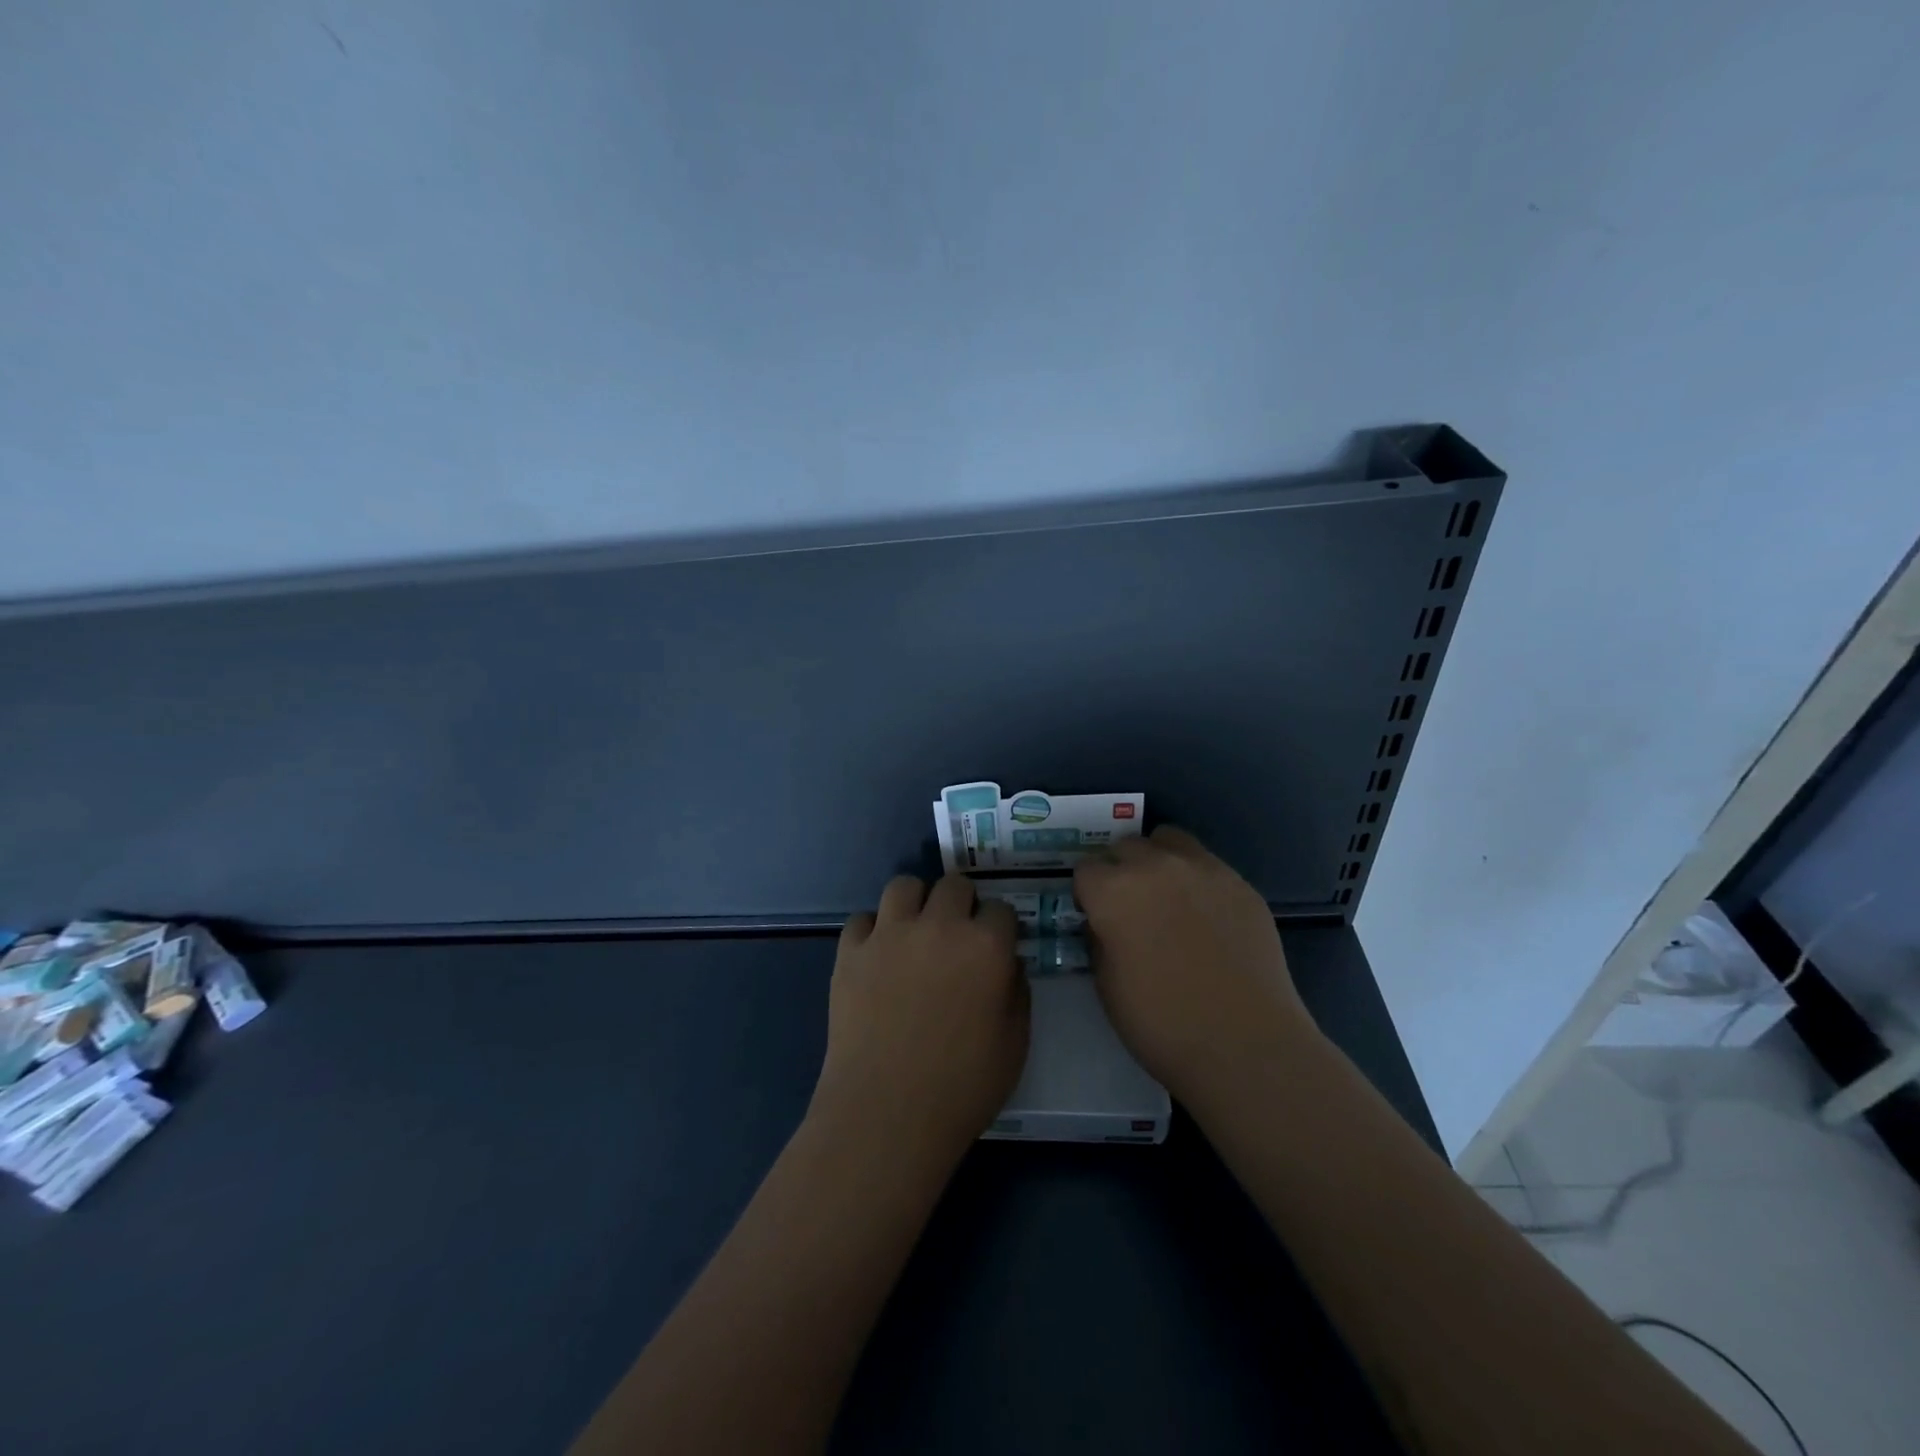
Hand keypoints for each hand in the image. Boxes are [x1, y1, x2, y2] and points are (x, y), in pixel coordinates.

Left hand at [812, 875, 1028, 1161]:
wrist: (887, 1113)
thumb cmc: (963, 1087)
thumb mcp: (1015, 1045)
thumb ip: (1018, 993)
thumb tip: (1008, 963)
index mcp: (985, 946)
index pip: (1001, 908)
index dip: (1000, 926)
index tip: (997, 944)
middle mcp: (939, 926)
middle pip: (954, 885)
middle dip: (962, 903)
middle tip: (957, 934)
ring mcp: (889, 934)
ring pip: (904, 885)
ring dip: (915, 903)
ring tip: (915, 931)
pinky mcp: (850, 951)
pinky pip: (862, 919)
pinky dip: (872, 931)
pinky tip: (877, 956)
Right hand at [1073, 826, 1314, 1102]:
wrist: (1245, 1045)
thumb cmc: (1162, 1024)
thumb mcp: (1106, 985)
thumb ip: (1099, 939)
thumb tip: (1103, 923)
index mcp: (1113, 891)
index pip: (1085, 869)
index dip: (1087, 895)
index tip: (1096, 917)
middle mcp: (1155, 866)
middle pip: (1125, 847)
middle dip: (1120, 871)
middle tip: (1130, 908)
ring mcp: (1203, 869)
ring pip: (1169, 841)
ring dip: (1158, 861)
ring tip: (1167, 897)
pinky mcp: (1240, 883)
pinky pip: (1208, 865)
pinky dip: (1197, 880)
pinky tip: (1206, 917)